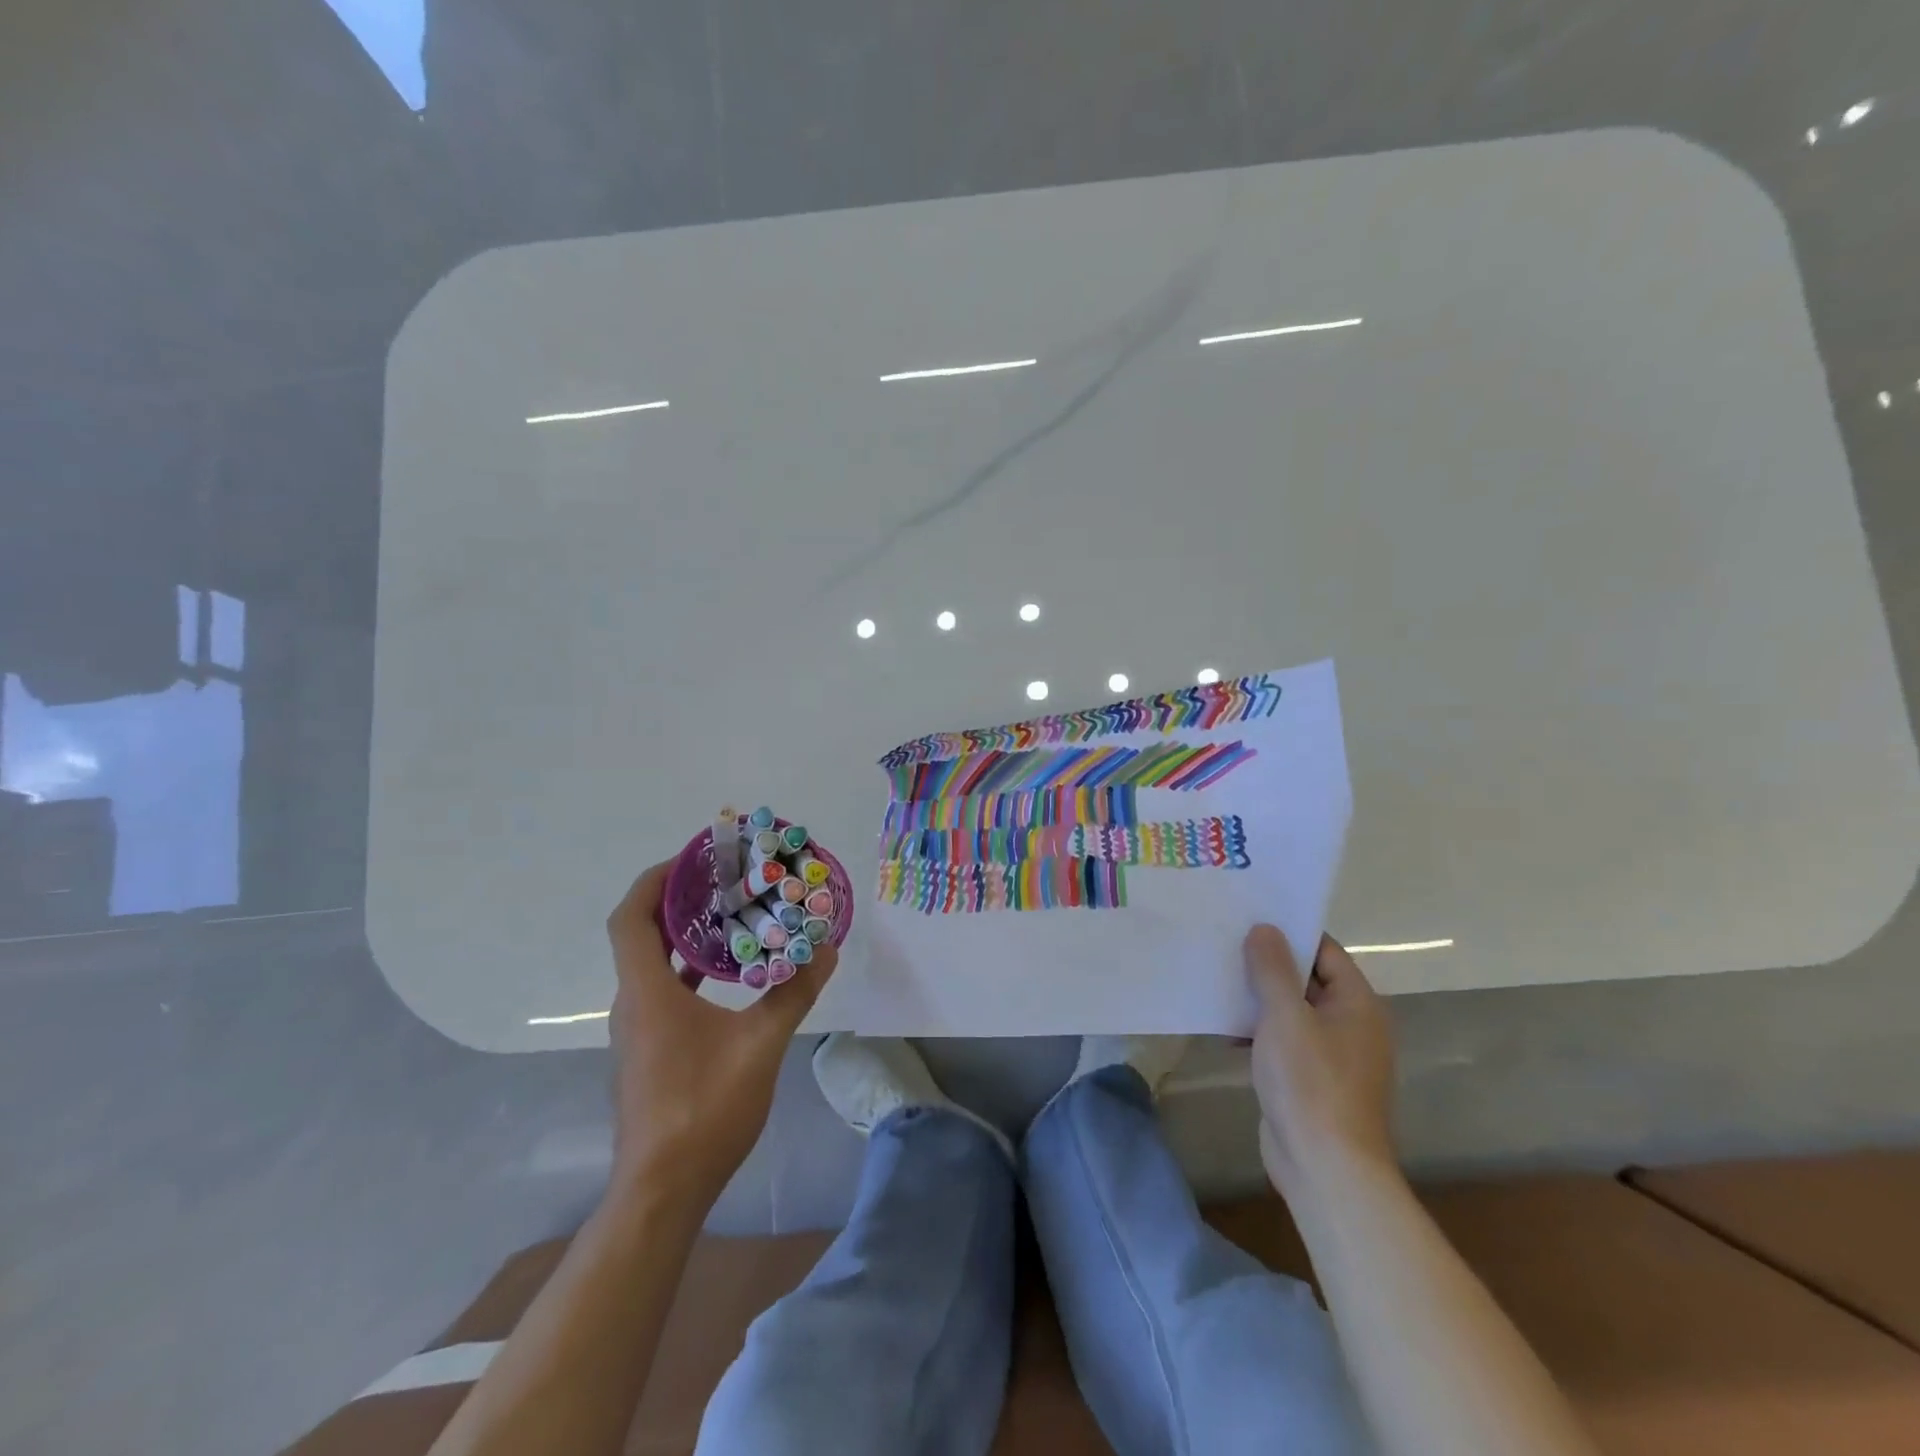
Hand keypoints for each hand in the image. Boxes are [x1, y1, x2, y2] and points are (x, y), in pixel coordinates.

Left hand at [605, 862, 837, 1206]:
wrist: (663, 1191)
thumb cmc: (704, 1109)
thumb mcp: (760, 1046)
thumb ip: (792, 994)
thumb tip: (825, 950)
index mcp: (647, 992)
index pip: (631, 918)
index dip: (654, 880)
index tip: (692, 858)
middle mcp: (633, 1003)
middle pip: (641, 934)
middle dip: (677, 900)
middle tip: (724, 878)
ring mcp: (638, 1030)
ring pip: (652, 964)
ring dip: (684, 935)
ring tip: (731, 914)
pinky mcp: (648, 1050)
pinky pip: (664, 990)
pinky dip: (689, 969)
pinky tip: (728, 974)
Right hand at [1244, 925, 1396, 1196]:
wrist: (1326, 1168)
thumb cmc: (1311, 1083)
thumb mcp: (1285, 1016)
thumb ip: (1272, 969)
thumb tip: (1264, 928)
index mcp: (1358, 1004)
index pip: (1323, 950)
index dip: (1288, 932)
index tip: (1249, 916)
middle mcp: (1351, 1024)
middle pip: (1306, 979)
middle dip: (1267, 965)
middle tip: (1224, 943)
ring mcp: (1332, 1055)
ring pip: (1292, 1011)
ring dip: (1258, 999)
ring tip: (1217, 980)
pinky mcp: (1312, 1080)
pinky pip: (1284, 1041)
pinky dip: (1259, 1031)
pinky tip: (1225, 1031)